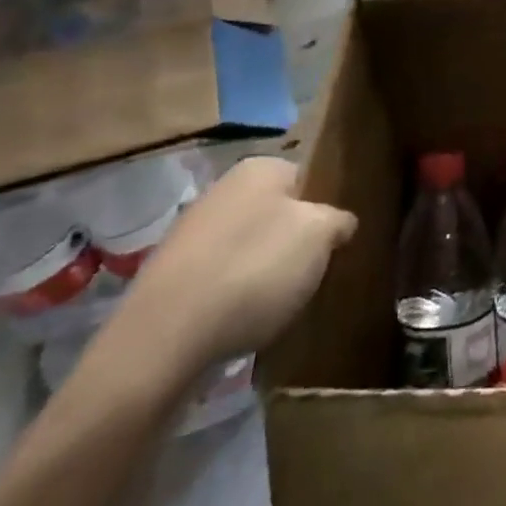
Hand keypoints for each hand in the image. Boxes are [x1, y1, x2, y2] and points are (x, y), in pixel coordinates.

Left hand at [112, 156, 356, 375]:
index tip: (338, 242)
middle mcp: (224, 188)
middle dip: (297, 241)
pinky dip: (237, 293)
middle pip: (279, 212)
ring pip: (250, 245)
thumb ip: (338, 221)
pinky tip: (246, 319)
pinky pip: (223, 276)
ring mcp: (193, 232)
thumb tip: (340, 222)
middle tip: (315, 273)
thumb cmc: (255, 269)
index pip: (309, 178)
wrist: (165, 338)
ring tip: (283, 302)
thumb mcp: (320, 236)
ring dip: (267, 269)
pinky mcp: (173, 275)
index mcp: (260, 167)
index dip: (327, 209)